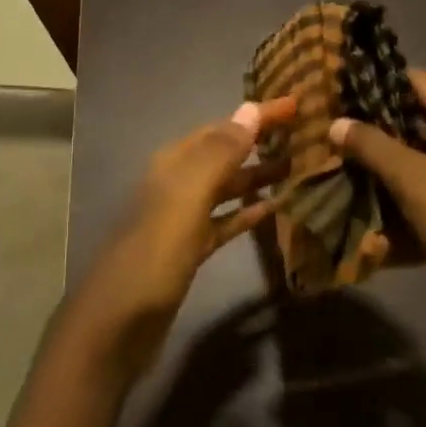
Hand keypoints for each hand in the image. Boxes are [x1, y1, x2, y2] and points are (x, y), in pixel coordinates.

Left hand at [61, 98, 296, 386]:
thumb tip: (250, 107)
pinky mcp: (189, 250)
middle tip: (307, 135)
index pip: (223, 128)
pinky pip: (224, 222)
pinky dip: (247, 213)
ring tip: (299, 168)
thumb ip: (219, 153)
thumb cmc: (155, 253)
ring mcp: (182, 218)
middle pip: (225, 154)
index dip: (257, 116)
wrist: (119, 322)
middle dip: (261, 142)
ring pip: (227, 187)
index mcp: (174, 163)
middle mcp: (177, 183)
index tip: (297, 104)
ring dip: (258, 176)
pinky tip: (274, 209)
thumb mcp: (187, 196)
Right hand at [330, 69, 425, 351]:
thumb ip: (371, 145)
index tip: (334, 85)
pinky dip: (389, 192)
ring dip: (375, 162)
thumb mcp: (414, 176)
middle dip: (370, 126)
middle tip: (323, 123)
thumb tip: (334, 123)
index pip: (419, 83)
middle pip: (413, 121)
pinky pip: (416, 191)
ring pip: (411, 158)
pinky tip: (350, 193)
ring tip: (327, 155)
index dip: (377, 82)